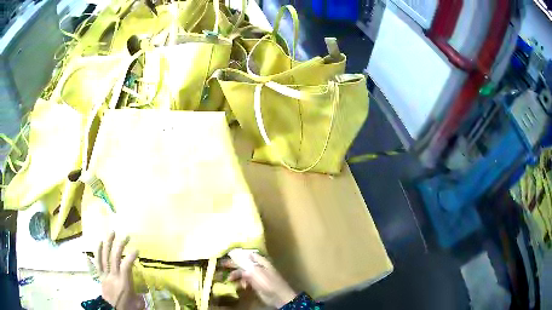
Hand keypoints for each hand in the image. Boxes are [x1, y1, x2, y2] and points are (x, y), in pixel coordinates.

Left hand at [96, 232, 143, 309]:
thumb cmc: (127, 308)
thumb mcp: (137, 304)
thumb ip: (140, 295)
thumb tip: (145, 292)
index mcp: (123, 284)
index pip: (126, 267)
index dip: (130, 257)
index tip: (136, 249)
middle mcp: (113, 277)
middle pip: (114, 258)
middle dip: (120, 246)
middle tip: (126, 236)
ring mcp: (105, 275)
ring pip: (105, 257)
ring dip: (108, 244)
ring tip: (112, 233)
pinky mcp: (100, 276)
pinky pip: (97, 262)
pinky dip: (97, 251)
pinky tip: (99, 242)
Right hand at [227, 253, 296, 307]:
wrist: (277, 296)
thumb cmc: (267, 282)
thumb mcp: (255, 272)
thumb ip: (245, 265)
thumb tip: (236, 259)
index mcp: (261, 261)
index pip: (248, 254)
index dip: (239, 254)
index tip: (228, 254)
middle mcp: (258, 267)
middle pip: (244, 263)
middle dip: (234, 265)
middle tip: (223, 265)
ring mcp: (257, 276)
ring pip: (243, 273)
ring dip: (236, 275)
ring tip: (229, 279)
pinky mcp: (256, 284)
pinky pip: (245, 281)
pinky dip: (241, 282)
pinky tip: (239, 285)